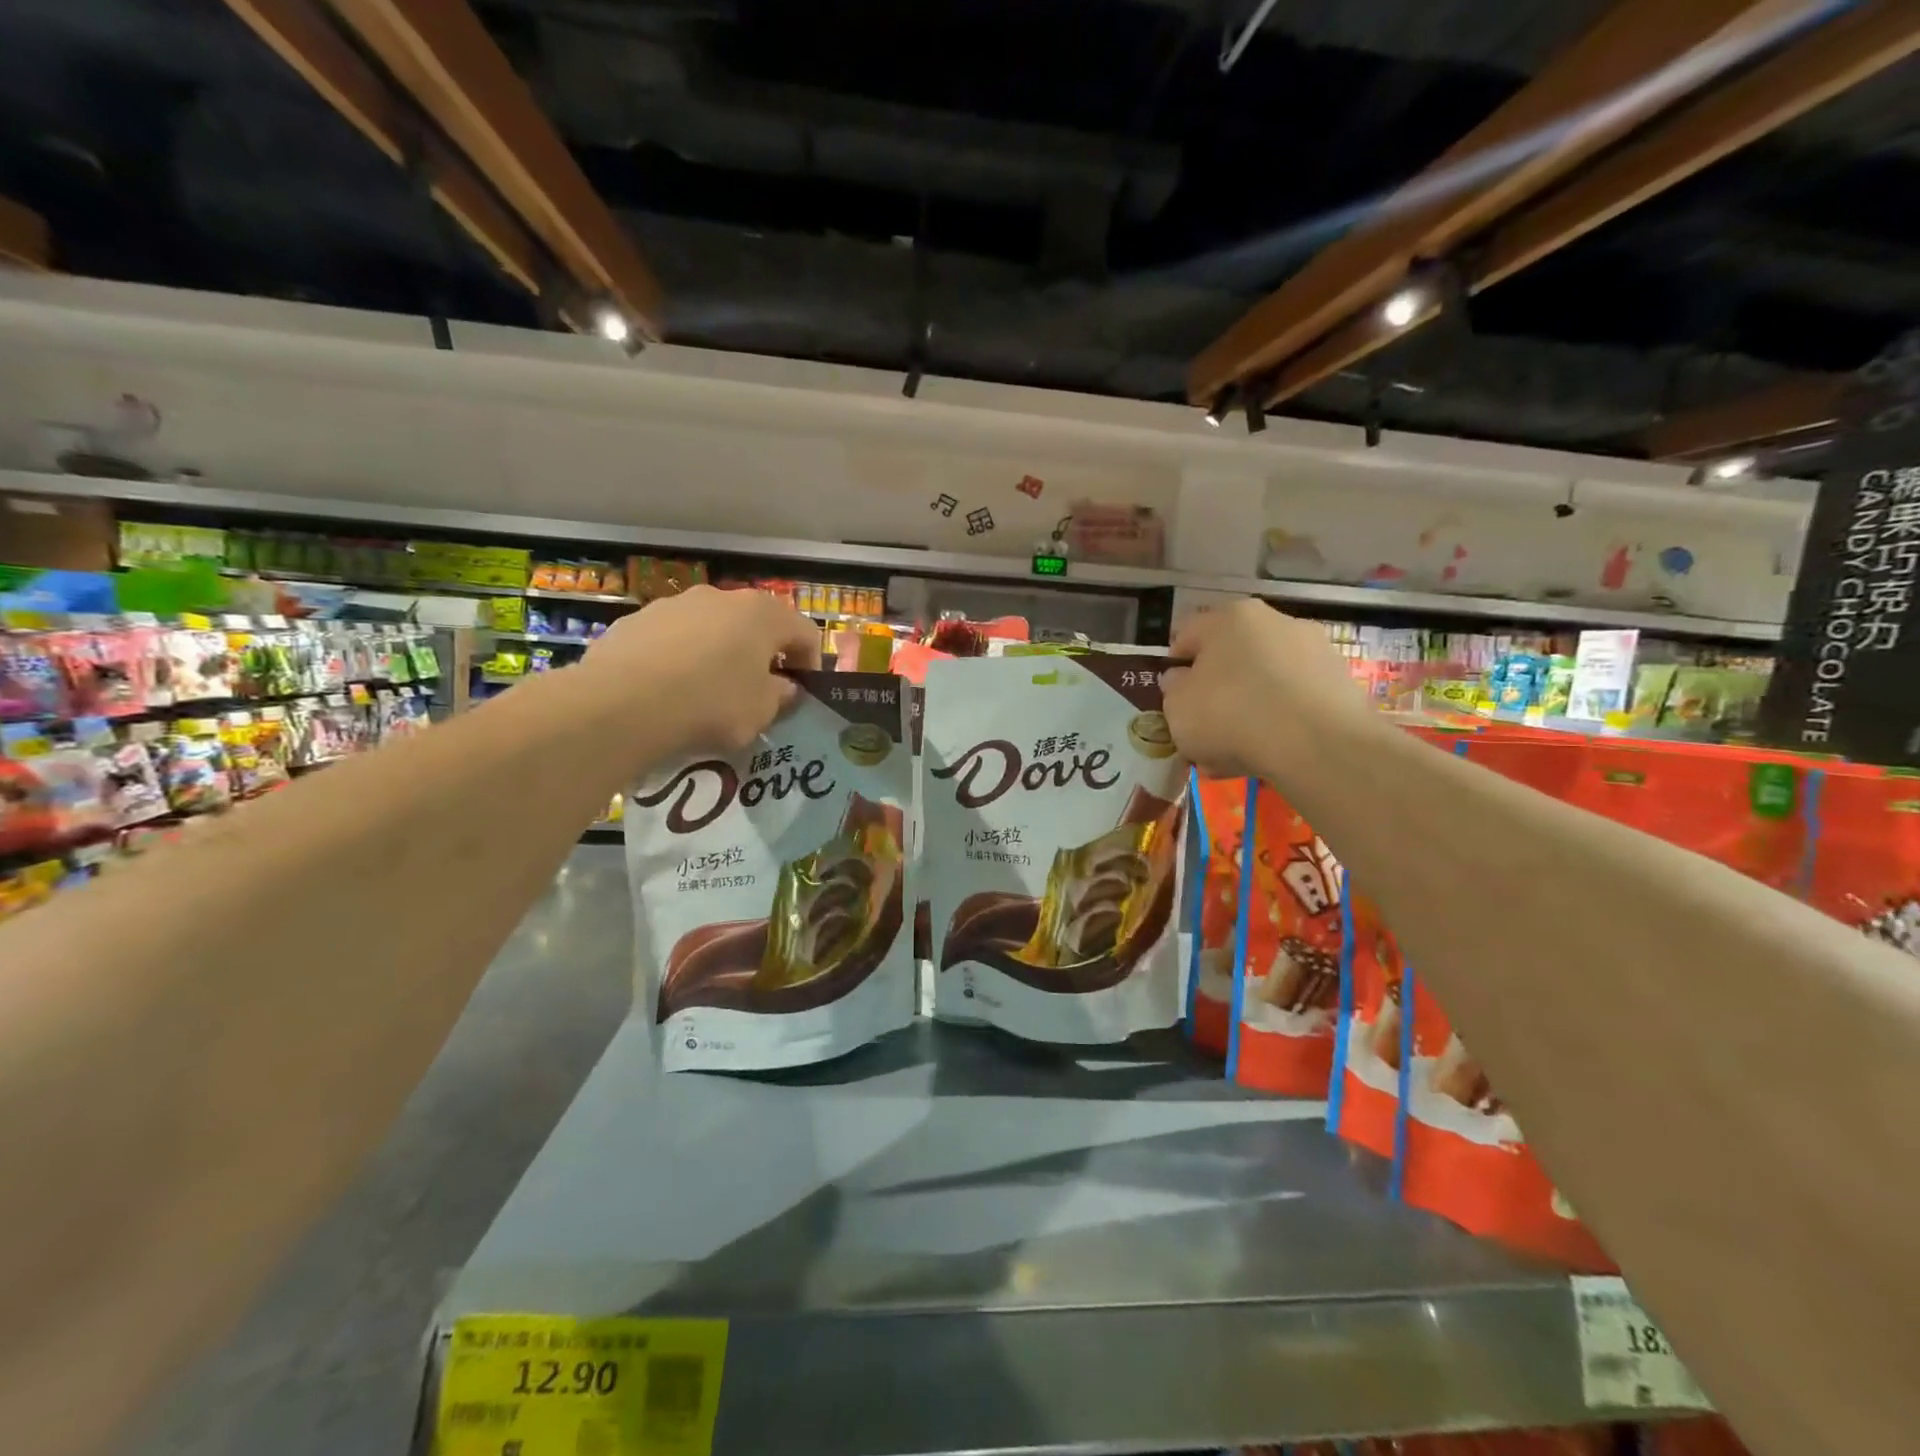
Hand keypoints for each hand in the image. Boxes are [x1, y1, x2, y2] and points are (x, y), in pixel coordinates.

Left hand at [583, 586, 820, 755]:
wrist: (622, 703)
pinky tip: (670, 691)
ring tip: (709, 691)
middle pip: (756, 624)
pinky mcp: (636, 620)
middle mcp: (721, 597)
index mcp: (762, 614)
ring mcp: (675, 604)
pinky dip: (680, 659)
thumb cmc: (711, 704)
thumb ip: (780, 696)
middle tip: (760, 690)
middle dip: (763, 655)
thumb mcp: (762, 712)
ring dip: (720, 653)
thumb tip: (782, 687)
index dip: (810, 663)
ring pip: (712, 628)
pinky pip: (673, 639)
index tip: (803, 692)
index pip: (805, 631)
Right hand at [1160, 598, 1372, 778]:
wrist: (1318, 746)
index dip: (1174, 667)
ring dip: (1249, 707)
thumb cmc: (1231, 715)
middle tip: (1204, 726)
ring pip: (1265, 679)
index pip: (1186, 635)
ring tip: (1236, 750)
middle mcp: (1274, 621)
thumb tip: (1182, 680)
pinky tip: (1269, 753)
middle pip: (1231, 656)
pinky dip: (1280, 721)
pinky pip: (1294, 701)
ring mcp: (1313, 649)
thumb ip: (1173, 689)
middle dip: (1216, 688)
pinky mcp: (1339, 682)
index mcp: (1229, 617)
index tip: (1172, 698)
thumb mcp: (1176, 707)